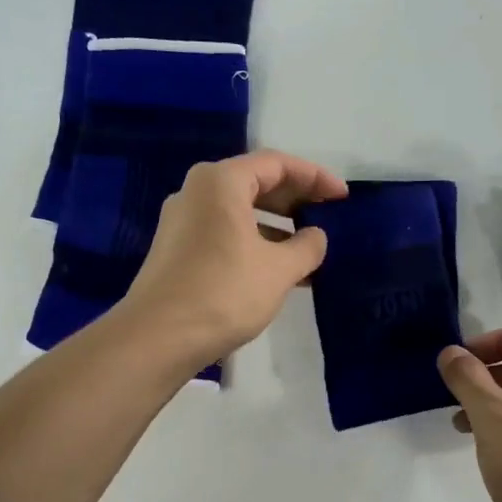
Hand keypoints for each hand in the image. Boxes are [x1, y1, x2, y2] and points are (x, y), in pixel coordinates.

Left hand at [120, 150, 347, 369]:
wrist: (159, 337)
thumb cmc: (224, 293)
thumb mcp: (279, 270)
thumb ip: (307, 247)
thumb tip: (316, 236)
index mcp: (220, 182)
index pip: (277, 164)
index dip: (315, 177)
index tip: (342, 197)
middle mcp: (196, 192)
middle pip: (255, 184)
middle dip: (295, 200)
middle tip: (327, 216)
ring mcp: (182, 222)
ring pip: (240, 212)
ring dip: (276, 227)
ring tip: (307, 250)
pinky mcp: (177, 251)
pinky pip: (224, 234)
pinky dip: (254, 243)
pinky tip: (277, 271)